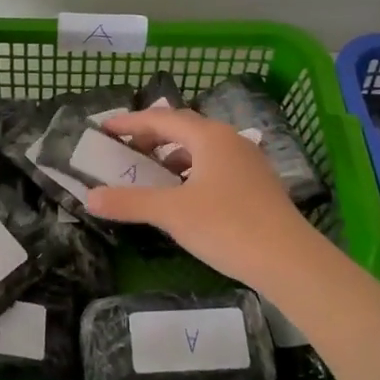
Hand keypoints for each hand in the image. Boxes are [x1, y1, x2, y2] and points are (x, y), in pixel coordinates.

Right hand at [87, 108, 327, 287]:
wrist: (290, 261)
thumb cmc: (227, 226)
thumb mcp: (172, 213)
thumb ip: (129, 202)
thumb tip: (90, 198)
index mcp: (209, 136)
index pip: (162, 118)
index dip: (130, 122)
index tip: (105, 128)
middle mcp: (230, 140)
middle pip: (183, 127)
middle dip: (152, 135)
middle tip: (125, 149)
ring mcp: (248, 162)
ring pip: (202, 147)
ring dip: (173, 154)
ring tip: (152, 173)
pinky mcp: (258, 184)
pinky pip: (216, 165)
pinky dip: (192, 171)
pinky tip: (185, 195)